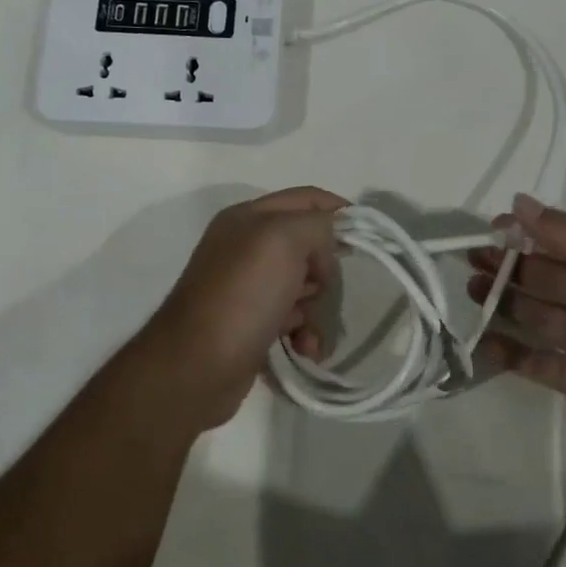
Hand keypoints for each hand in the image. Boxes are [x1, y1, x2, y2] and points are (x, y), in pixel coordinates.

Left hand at [136, 187, 344, 430]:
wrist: (197, 367)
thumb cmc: (243, 295)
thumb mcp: (283, 240)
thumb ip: (316, 224)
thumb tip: (328, 240)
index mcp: (248, 218)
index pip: (306, 199)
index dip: (338, 211)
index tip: (368, 237)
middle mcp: (246, 248)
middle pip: (308, 246)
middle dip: (325, 269)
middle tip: (320, 287)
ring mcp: (247, 288)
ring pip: (304, 287)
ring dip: (316, 309)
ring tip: (306, 328)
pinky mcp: (251, 324)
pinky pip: (293, 320)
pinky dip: (304, 333)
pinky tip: (303, 348)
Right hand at [467, 194, 565, 472]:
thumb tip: (519, 201)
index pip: (560, 242)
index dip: (526, 232)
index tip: (490, 228)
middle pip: (542, 277)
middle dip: (507, 266)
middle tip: (470, 260)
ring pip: (533, 316)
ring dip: (502, 302)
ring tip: (470, 293)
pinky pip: (533, 362)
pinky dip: (508, 353)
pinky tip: (482, 342)